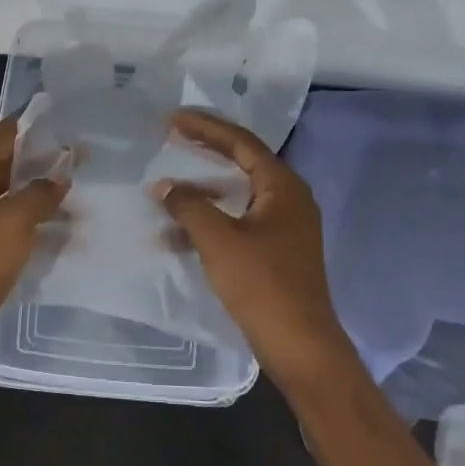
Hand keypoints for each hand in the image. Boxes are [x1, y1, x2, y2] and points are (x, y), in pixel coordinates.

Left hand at [0, 117, 69, 375]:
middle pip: (11, 167)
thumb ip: (38, 194)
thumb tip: (60, 177)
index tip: (65, 113)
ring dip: (45, 192)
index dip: (31, 123)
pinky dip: (41, 224)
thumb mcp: (11, 222)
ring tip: (84, 187)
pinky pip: (18, 228)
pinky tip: (69, 229)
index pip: (2, 137)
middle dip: (45, 158)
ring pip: (17, 199)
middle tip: (86, 153)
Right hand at [152, 108, 351, 384]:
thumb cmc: (262, 285)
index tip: (172, 119)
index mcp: (282, 186)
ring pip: (237, 195)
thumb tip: (164, 186)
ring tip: (166, 189)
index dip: (205, 127)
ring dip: (202, 192)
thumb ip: (189, 206)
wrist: (300, 346)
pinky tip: (176, 235)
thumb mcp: (219, 240)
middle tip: (172, 136)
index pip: (241, 142)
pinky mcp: (276, 251)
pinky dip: (210, 223)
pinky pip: (237, 222)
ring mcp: (284, 226)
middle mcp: (288, 199)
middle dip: (205, 151)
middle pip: (241, 162)